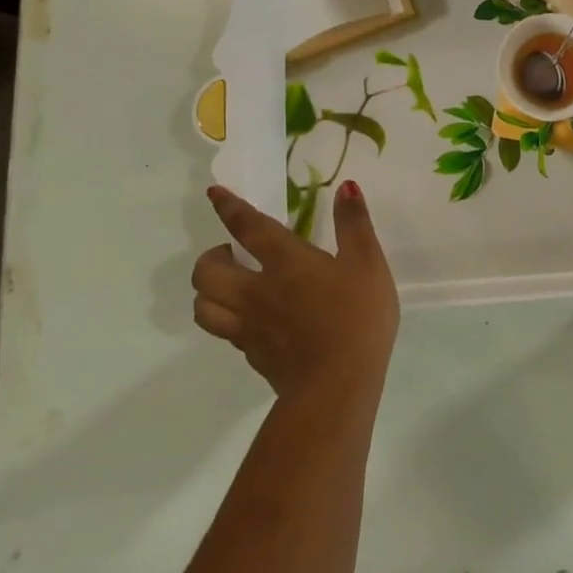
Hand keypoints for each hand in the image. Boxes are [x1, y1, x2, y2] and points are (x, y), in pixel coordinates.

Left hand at [192, 180, 399, 402]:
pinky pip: (225, 332)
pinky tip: (249, 320)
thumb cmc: (357, 318)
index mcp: (285, 262)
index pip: (247, 227)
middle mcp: (256, 291)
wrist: (338, 386)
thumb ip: (355, 225)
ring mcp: (250, 327)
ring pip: (204, 306)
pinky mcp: (252, 355)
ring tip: (229, 286)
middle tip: (232, 254)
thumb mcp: (368, 263)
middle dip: (210, 257)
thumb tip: (346, 187)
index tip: (214, 194)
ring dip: (208, 291)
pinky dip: (227, 320)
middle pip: (207, 272)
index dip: (228, 207)